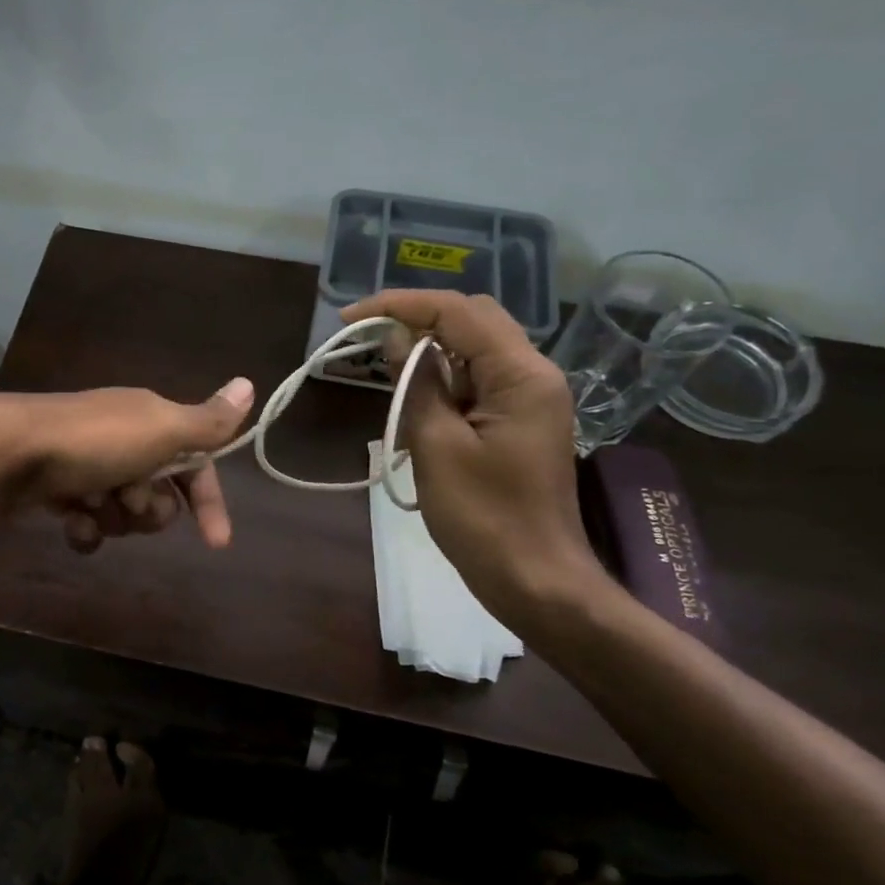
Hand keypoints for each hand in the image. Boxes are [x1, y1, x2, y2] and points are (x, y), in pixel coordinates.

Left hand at [0, 378, 255, 552]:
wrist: (8, 451)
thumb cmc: (95, 442)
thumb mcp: (162, 429)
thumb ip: (208, 421)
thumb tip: (250, 383)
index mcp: (151, 422)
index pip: (195, 464)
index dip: (207, 500)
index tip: (216, 542)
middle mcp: (122, 439)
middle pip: (158, 494)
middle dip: (148, 508)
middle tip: (128, 498)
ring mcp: (87, 464)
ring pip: (122, 511)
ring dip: (115, 517)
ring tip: (92, 506)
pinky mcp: (57, 487)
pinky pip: (87, 521)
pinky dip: (84, 527)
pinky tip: (71, 524)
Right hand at [341, 291, 605, 630]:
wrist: (535, 579)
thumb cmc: (483, 517)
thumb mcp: (438, 446)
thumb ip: (418, 384)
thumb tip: (397, 337)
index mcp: (520, 374)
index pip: (458, 312)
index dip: (400, 305)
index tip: (349, 318)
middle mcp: (532, 374)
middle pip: (471, 320)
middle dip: (416, 320)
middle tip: (365, 338)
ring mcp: (529, 398)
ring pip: (473, 351)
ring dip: (427, 354)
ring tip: (382, 374)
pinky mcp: (518, 422)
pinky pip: (476, 384)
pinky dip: (440, 384)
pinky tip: (412, 406)